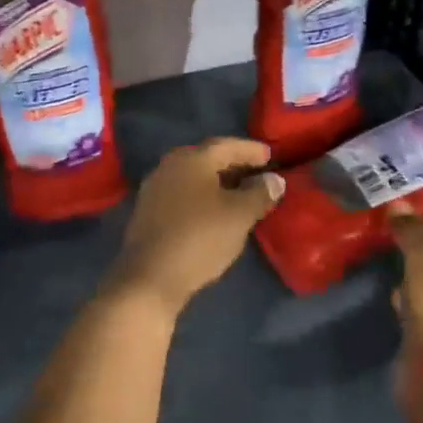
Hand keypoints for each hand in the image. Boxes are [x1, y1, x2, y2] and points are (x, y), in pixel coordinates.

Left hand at [108, 138, 284, 317]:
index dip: (250, 150)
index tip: (269, 155)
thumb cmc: (200, 238)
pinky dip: (202, 197)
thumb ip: (260, 193)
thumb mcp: (239, 215)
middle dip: (233, 165)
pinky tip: (214, 211)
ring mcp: (155, 188)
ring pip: (193, 177)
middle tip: (256, 173)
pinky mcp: (148, 211)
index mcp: (192, 159)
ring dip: (217, 182)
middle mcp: (170, 165)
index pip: (226, 145)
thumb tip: (274, 180)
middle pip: (207, 159)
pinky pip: (182, 194)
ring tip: (239, 194)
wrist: (150, 277)